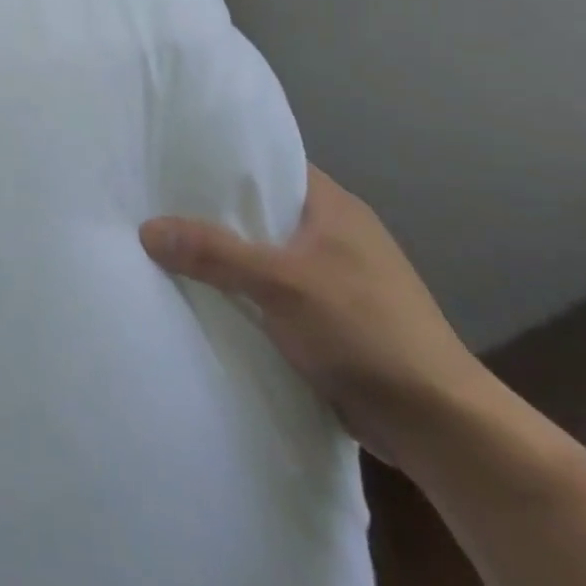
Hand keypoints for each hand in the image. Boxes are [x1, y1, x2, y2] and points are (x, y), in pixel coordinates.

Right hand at [140, 165, 486, 461]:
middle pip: (260, 210)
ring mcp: (334, 278)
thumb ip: (214, 252)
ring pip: (263, 253)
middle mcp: (334, 234)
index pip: (270, 164)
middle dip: (212, 210)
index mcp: (333, 207)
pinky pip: (270, 291)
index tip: (172, 159)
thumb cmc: (366, 332)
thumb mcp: (282, 284)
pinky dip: (241, 291)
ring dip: (224, 256)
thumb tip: (146, 228)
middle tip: (153, 202)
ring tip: (164, 245)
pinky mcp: (330, 319)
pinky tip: (201, 294)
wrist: (439, 427)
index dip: (223, 159)